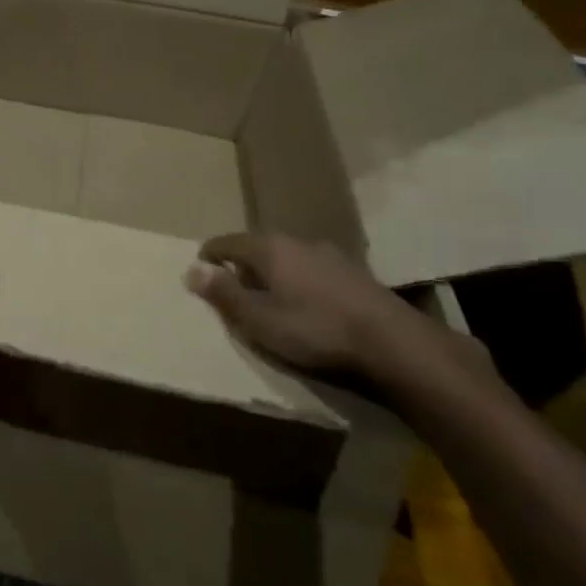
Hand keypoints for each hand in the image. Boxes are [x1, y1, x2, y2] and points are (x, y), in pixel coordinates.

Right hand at [185, 231, 446, 395]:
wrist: (393, 344)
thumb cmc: (314, 330)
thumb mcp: (258, 319)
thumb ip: (224, 294)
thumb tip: (191, 270)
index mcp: (268, 248)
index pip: (225, 242)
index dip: (208, 259)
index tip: (200, 278)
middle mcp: (297, 242)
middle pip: (257, 248)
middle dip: (240, 267)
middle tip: (232, 293)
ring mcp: (329, 255)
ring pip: (287, 259)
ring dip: (272, 275)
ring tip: (268, 302)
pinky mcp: (354, 274)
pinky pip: (311, 271)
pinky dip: (298, 283)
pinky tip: (305, 307)